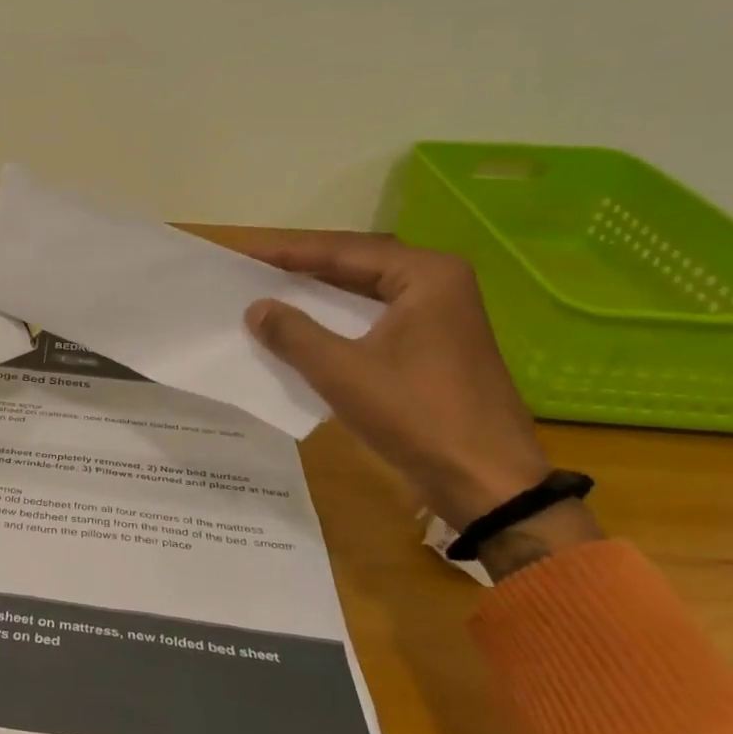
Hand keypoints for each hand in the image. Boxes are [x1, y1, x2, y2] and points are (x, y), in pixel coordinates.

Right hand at [244, 234, 601, 568]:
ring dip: (320, 296)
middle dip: (305, 268)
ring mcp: (441, 317)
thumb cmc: (416, 416)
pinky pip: (376, 320)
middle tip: (255, 269)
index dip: (289, 251)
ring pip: (366, 294)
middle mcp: (439, 285)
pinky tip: (307, 331)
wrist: (486, 482)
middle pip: (357, 266)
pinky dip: (340, 322)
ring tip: (272, 294)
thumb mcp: (342, 372)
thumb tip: (256, 308)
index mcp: (426, 276)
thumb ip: (293, 333)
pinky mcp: (436, 347)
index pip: (344, 251)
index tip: (246, 252)